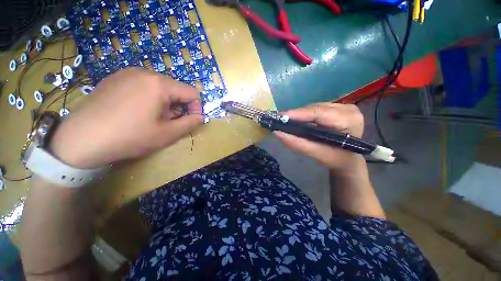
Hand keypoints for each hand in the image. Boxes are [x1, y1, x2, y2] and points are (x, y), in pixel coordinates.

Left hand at [50, 68, 203, 168]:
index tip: (190, 121)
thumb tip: (199, 116)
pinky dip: (149, 98)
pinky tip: (136, 112)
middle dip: (178, 106)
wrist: (80, 140)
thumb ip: (190, 123)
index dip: (196, 108)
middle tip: (168, 122)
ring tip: (152, 118)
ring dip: (164, 103)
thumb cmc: (130, 137)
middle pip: (175, 89)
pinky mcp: (114, 79)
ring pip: (160, 87)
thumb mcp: (168, 134)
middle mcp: (144, 72)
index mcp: (159, 84)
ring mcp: (127, 73)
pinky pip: (142, 86)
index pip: (192, 92)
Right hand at [275, 103, 364, 172]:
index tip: (281, 117)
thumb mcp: (317, 154)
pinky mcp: (338, 107)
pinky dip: (305, 114)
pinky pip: (317, 108)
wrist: (348, 159)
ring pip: (315, 107)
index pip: (320, 113)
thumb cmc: (335, 159)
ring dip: (300, 114)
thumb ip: (297, 143)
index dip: (299, 114)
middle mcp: (348, 109)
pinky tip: (298, 120)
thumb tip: (277, 133)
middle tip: (280, 120)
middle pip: (316, 108)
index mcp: (349, 121)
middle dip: (297, 115)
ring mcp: (344, 106)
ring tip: (287, 120)